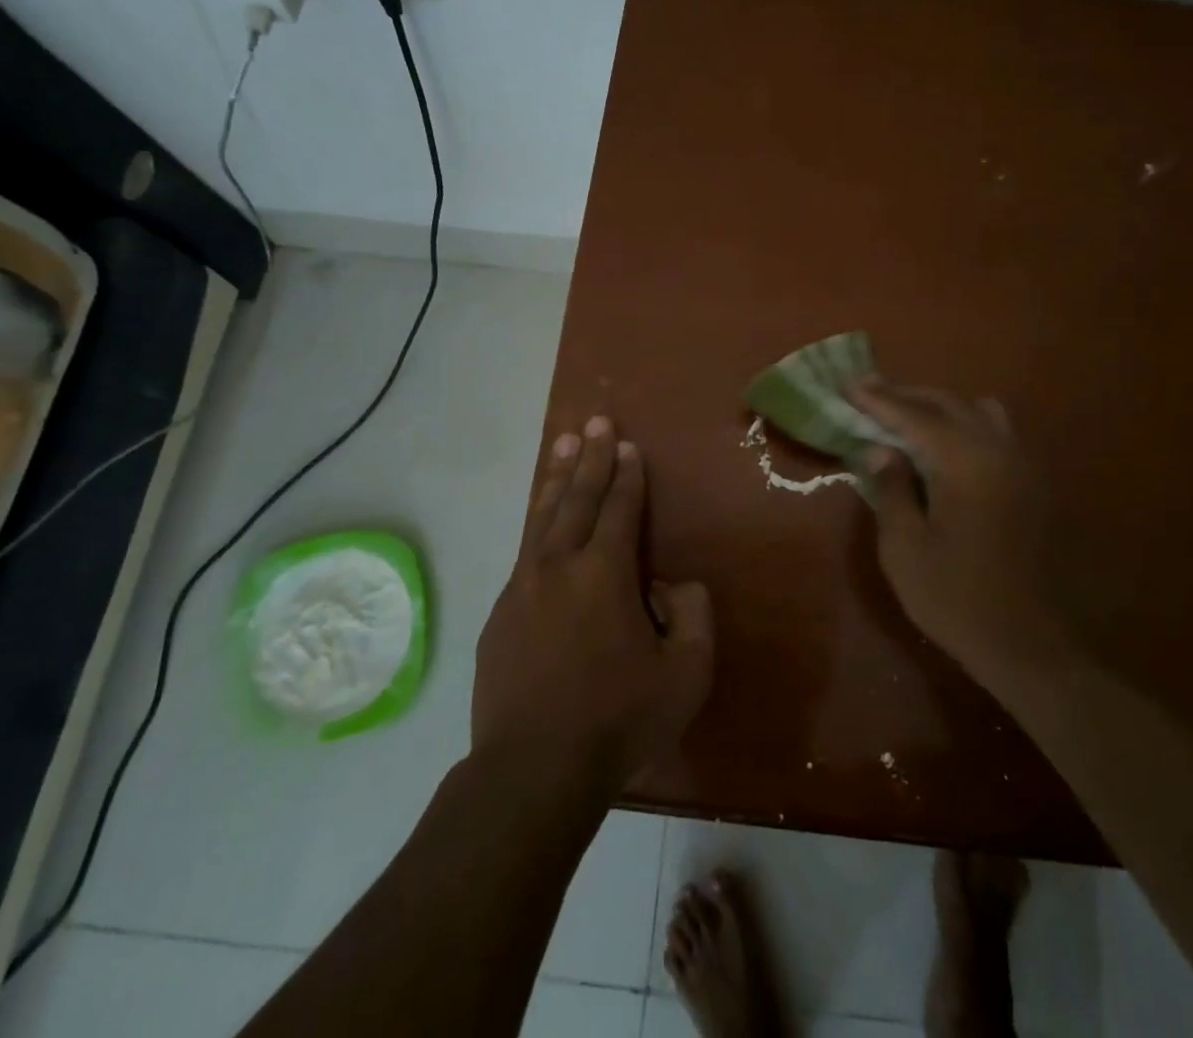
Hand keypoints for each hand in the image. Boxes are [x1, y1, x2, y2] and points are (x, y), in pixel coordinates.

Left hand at [472, 416, 714, 796]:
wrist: (532, 771)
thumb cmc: (618, 720)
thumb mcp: (686, 673)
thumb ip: (693, 615)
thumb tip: (671, 585)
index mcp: (604, 572)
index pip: (619, 508)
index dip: (626, 474)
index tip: (626, 445)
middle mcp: (559, 565)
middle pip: (576, 498)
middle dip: (589, 458)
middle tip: (593, 422)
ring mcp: (522, 588)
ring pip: (542, 518)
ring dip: (556, 479)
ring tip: (561, 444)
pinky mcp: (499, 616)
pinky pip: (524, 554)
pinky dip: (537, 525)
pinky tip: (541, 523)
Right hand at [849, 381, 1077, 688]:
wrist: (1026, 644)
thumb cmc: (954, 597)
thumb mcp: (904, 546)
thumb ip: (892, 488)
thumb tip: (880, 449)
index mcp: (966, 462)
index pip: (914, 416)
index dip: (878, 400)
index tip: (848, 383)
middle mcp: (998, 452)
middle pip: (948, 404)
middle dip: (906, 396)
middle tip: (869, 392)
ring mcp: (1020, 467)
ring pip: (978, 413)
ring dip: (939, 407)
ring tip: (906, 416)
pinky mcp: (1030, 486)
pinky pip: (995, 435)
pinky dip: (964, 426)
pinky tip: (944, 449)